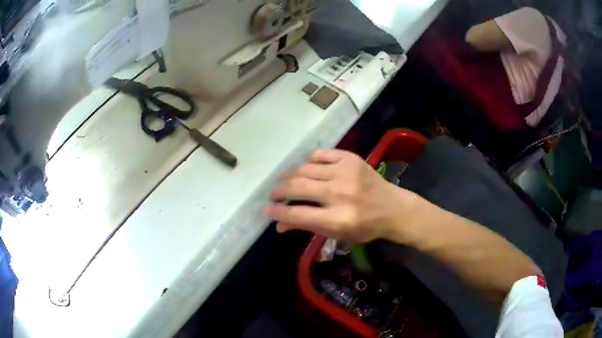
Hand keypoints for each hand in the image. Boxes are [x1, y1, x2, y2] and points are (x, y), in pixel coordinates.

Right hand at [265, 149, 417, 242]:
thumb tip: (279, 224)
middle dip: (278, 190)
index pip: (297, 213)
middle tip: (273, 194)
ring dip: (289, 175)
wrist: (393, 208)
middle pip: (297, 187)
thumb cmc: (365, 227)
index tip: (266, 209)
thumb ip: (307, 227)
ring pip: (304, 168)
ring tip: (286, 182)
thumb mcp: (337, 234)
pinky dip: (308, 161)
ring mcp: (345, 172)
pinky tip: (306, 169)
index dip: (277, 211)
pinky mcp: (350, 158)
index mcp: (338, 218)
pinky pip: (319, 154)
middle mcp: (340, 193)